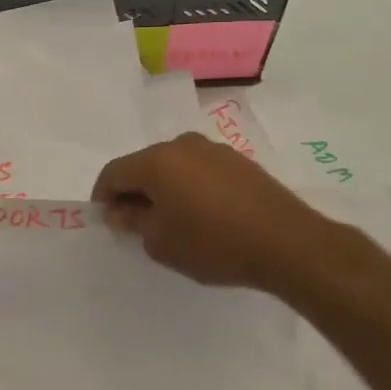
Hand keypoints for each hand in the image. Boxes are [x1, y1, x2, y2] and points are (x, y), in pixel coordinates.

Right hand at [91, 132, 331, 291]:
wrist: (287, 243)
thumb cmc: (213, 244)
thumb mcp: (161, 242)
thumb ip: (133, 222)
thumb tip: (119, 210)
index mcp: (156, 161)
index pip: (114, 173)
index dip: (103, 197)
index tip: (108, 221)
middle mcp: (181, 145)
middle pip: (143, 165)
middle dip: (134, 192)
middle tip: (136, 224)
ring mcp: (213, 149)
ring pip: (172, 166)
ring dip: (163, 189)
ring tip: (172, 221)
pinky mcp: (238, 161)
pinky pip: (199, 170)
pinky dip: (189, 187)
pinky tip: (202, 214)